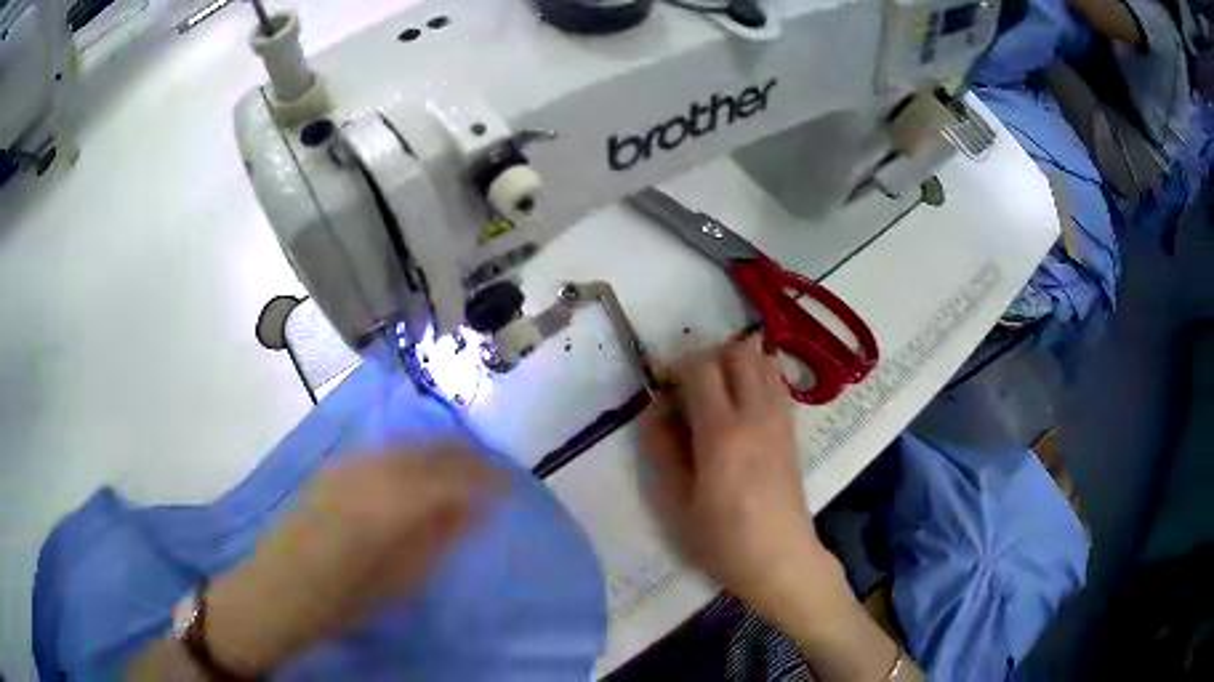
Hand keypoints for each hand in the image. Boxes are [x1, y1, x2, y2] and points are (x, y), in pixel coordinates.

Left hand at [203, 443, 504, 675]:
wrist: (282, 588)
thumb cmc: (347, 596)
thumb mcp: (405, 577)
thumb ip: (441, 536)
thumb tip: (474, 507)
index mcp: (396, 500)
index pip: (455, 474)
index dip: (487, 476)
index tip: (510, 485)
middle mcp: (374, 468)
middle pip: (433, 448)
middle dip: (467, 457)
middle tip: (491, 474)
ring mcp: (351, 462)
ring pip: (408, 443)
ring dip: (439, 452)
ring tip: (460, 470)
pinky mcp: (335, 466)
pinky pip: (385, 450)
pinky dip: (411, 455)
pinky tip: (417, 472)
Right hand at [642, 338, 915, 681]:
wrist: (780, 559)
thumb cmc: (722, 541)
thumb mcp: (676, 503)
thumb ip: (662, 449)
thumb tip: (654, 408)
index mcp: (722, 434)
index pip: (701, 369)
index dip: (676, 367)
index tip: (662, 388)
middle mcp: (756, 415)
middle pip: (739, 352)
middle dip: (709, 357)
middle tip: (689, 389)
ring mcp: (780, 420)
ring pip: (764, 361)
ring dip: (737, 363)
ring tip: (717, 394)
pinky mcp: (792, 430)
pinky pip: (777, 383)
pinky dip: (759, 377)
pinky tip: (742, 407)